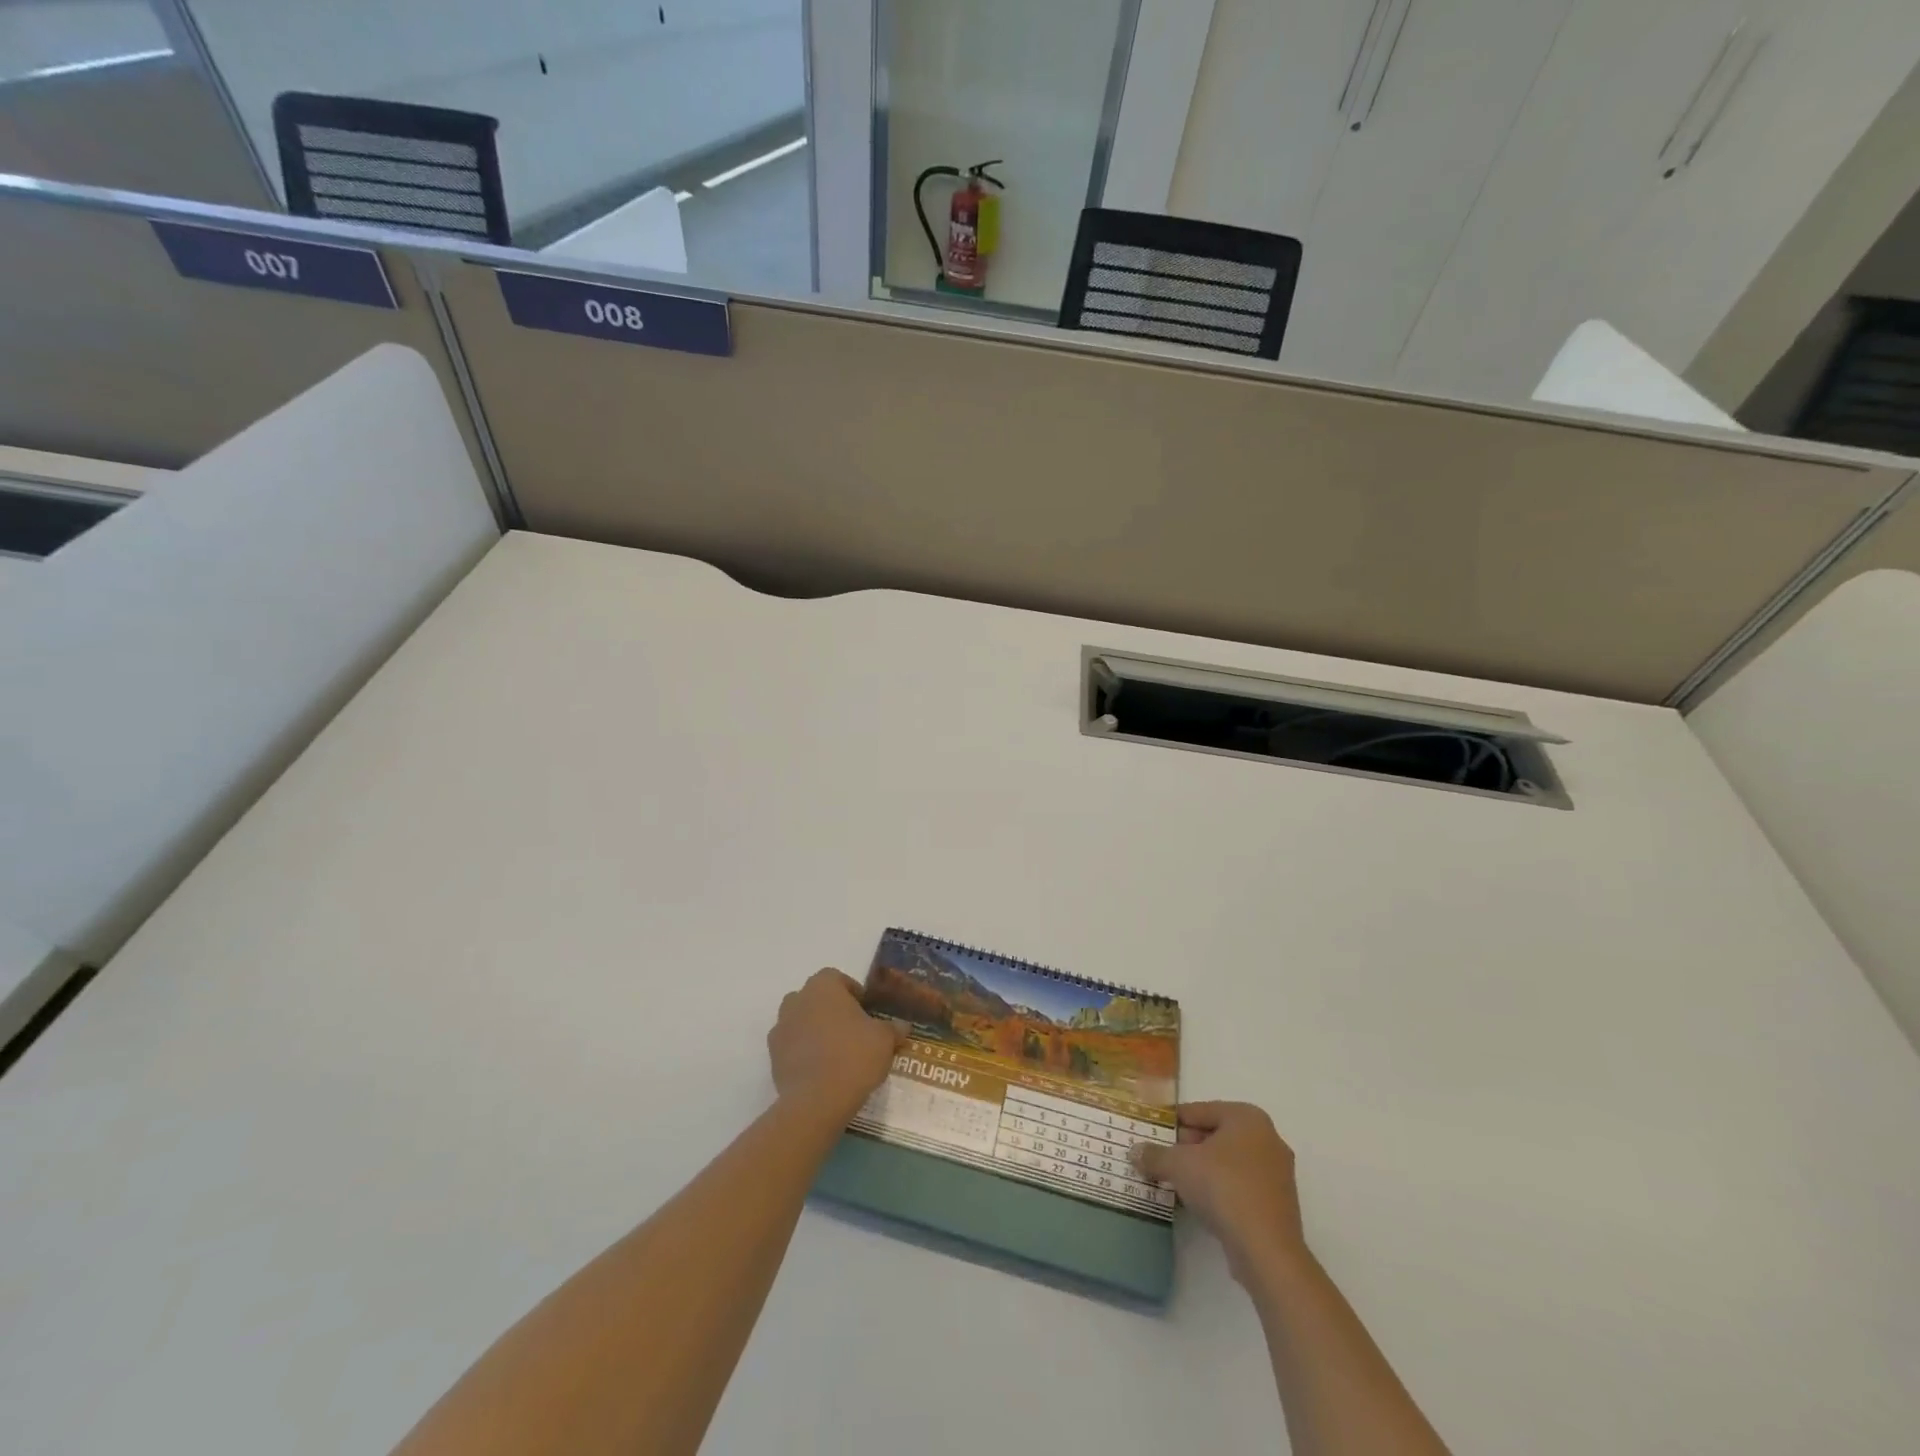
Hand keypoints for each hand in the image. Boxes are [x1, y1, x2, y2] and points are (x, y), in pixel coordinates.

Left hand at [767, 968, 902, 1122]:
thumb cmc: (854, 1056)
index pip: (837, 978)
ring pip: (801, 1021)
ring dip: (815, 1030)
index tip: (866, 1012)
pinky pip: (792, 1046)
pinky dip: (804, 1052)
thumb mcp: (884, 1040)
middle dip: (831, 1010)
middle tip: (852, 1031)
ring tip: (836, 1053)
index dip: (853, 993)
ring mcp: (781, 1027)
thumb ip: (893, 1028)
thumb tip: (902, 1026)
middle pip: (816, 998)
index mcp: (823, 986)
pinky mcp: (773, 1056)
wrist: (816, 1100)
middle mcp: (797, 1000)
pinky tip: (821, 1070)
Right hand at [1132, 1101, 1307, 1284]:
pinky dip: (1219, 1190)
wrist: (1267, 1250)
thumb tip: (1134, 1151)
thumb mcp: (1179, 1165)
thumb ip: (1154, 1155)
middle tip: (1160, 1158)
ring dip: (1201, 1170)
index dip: (1172, 1122)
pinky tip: (1198, 1203)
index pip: (1199, 1111)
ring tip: (1173, 1182)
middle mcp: (1267, 1138)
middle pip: (1215, 1135)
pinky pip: (1240, 1186)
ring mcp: (1277, 1173)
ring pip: (1227, 1162)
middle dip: (1186, 1147)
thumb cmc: (1223, 1188)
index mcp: (1247, 1117)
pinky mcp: (1278, 1204)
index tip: (1151, 1133)